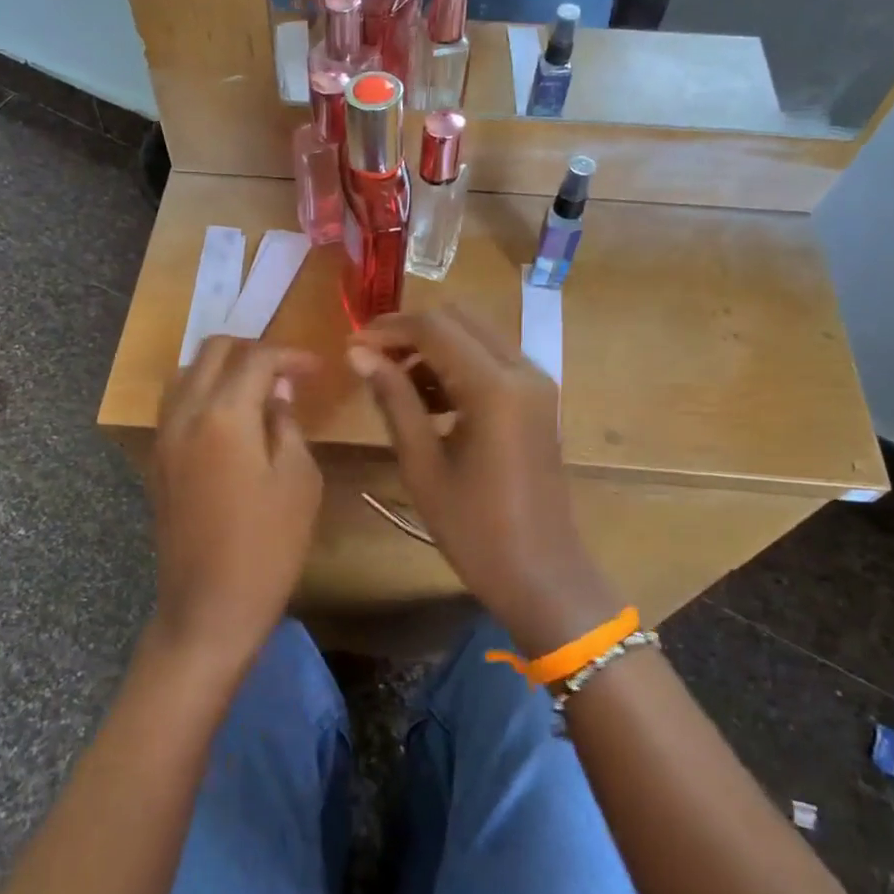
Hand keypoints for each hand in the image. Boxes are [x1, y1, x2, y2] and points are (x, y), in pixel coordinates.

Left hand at [149, 338, 322, 666]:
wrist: (209, 607)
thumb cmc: (268, 546)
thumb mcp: (299, 481)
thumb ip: (287, 423)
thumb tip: (278, 390)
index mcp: (224, 416)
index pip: (257, 359)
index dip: (291, 356)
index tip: (318, 369)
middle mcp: (185, 414)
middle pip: (213, 351)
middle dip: (253, 350)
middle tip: (287, 372)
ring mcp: (164, 437)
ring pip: (187, 374)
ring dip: (223, 368)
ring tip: (257, 389)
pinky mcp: (157, 461)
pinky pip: (175, 404)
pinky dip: (202, 393)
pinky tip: (229, 418)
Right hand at [347, 306, 618, 653]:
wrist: (542, 574)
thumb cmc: (475, 529)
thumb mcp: (423, 465)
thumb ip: (393, 399)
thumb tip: (359, 354)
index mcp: (494, 387)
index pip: (434, 328)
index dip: (388, 330)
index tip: (351, 346)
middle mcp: (522, 370)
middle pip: (458, 319)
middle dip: (411, 332)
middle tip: (371, 361)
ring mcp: (536, 383)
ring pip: (476, 336)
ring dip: (435, 348)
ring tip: (395, 385)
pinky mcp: (538, 399)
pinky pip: (492, 361)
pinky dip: (458, 365)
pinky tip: (429, 401)